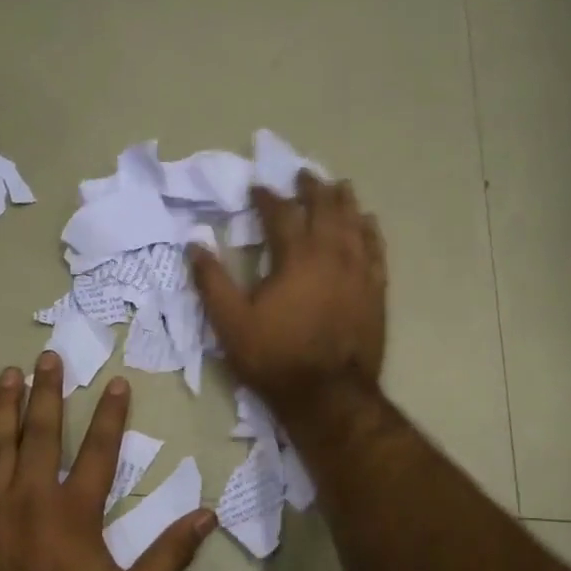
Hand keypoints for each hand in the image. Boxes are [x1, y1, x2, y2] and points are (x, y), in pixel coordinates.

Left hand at [0, 353, 214, 570]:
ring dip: (4, 405)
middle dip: (48, 391)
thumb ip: (169, 556)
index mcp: (75, 511)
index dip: (111, 414)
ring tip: (10, 373)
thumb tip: (206, 516)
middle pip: (42, 432)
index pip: (99, 450)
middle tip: (49, 357)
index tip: (116, 382)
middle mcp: (31, 497)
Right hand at [190, 174, 387, 427]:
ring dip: (344, 201)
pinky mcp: (376, 290)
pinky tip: (368, 222)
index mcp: (295, 256)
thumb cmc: (276, 358)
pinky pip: (376, 249)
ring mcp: (359, 271)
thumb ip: (211, 281)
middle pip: (325, 208)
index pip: (281, 213)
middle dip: (312, 188)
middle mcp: (332, 254)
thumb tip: (194, 244)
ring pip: (355, 223)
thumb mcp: (231, 323)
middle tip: (303, 175)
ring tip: (339, 187)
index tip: (257, 187)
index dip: (267, 197)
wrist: (329, 395)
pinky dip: (370, 230)